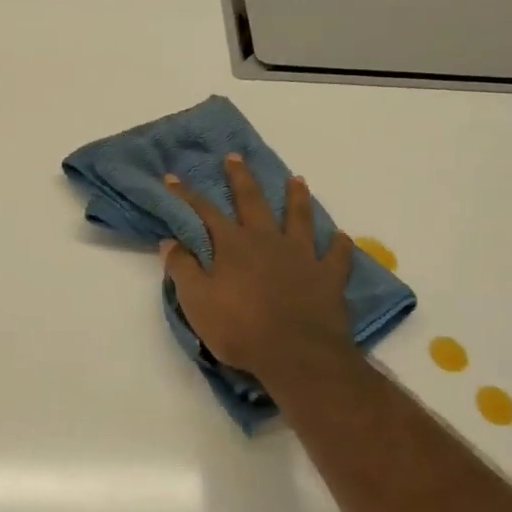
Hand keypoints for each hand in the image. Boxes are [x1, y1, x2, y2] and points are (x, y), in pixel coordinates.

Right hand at [161, 154, 357, 381]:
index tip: (173, 177)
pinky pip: (337, 255)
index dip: (186, 195)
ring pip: (299, 217)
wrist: (296, 354)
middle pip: (253, 201)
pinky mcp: (329, 276)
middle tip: (234, 157)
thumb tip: (170, 241)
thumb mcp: (197, 302)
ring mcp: (302, 255)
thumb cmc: (239, 329)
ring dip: (296, 197)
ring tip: (296, 179)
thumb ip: (183, 269)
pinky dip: (339, 244)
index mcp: (233, 245)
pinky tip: (341, 237)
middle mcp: (267, 240)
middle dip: (241, 178)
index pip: (205, 212)